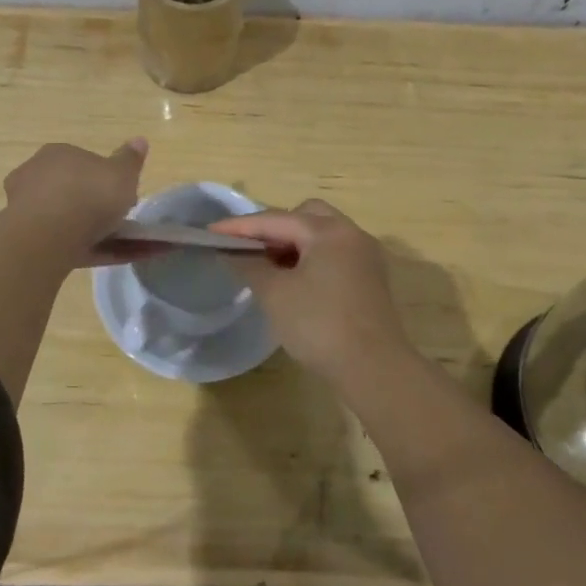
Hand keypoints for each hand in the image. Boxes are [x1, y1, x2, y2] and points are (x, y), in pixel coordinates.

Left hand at [2, 139, 147, 265]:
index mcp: (58, 154)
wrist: (48, 238)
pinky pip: (70, 244)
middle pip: (74, 191)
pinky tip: (117, 261)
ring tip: (128, 247)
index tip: (125, 194)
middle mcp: (37, 177)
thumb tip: (139, 140)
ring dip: (97, 232)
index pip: (84, 162)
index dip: (107, 178)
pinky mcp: (32, 242)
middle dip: (97, 206)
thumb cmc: (88, 195)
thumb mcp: (121, 173)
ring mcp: (29, 212)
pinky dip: (93, 251)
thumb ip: (130, 160)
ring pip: (70, 220)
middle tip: (124, 220)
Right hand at [210, 199, 416, 378]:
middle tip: (250, 250)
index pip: (275, 219)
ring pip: (322, 235)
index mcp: (328, 231)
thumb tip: (231, 252)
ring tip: (269, 267)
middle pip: (305, 216)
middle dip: (274, 228)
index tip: (211, 232)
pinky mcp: (371, 279)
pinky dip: (311, 258)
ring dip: (293, 244)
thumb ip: (249, 266)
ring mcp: (365, 256)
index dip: (240, 227)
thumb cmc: (319, 325)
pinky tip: (295, 282)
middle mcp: (351, 234)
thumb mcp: (275, 294)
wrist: (374, 369)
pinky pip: (334, 254)